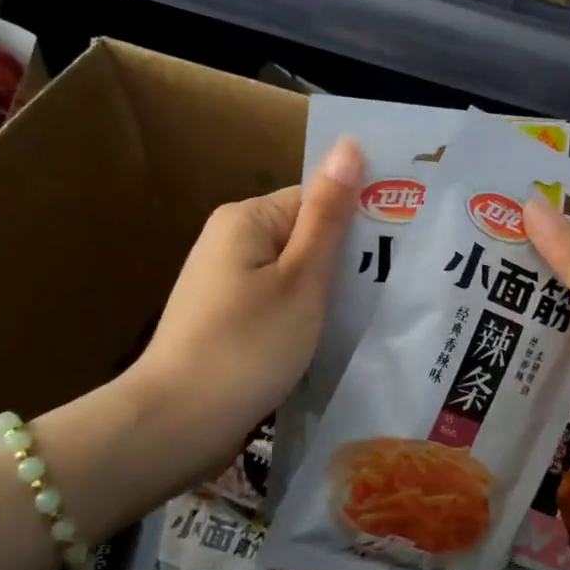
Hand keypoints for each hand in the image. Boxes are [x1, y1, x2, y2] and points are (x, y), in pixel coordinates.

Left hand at [122, 139, 362, 493]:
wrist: (175, 425)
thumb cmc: (247, 345)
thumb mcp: (301, 278)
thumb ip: (328, 214)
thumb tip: (349, 145)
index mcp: (246, 218)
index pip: (317, 199)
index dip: (356, 224)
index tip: (393, 257)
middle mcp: (230, 239)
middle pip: (304, 235)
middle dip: (341, 262)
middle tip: (386, 293)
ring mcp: (223, 281)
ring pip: (292, 273)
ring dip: (324, 293)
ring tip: (363, 319)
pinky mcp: (223, 317)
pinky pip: (275, 301)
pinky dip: (300, 316)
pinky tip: (324, 339)